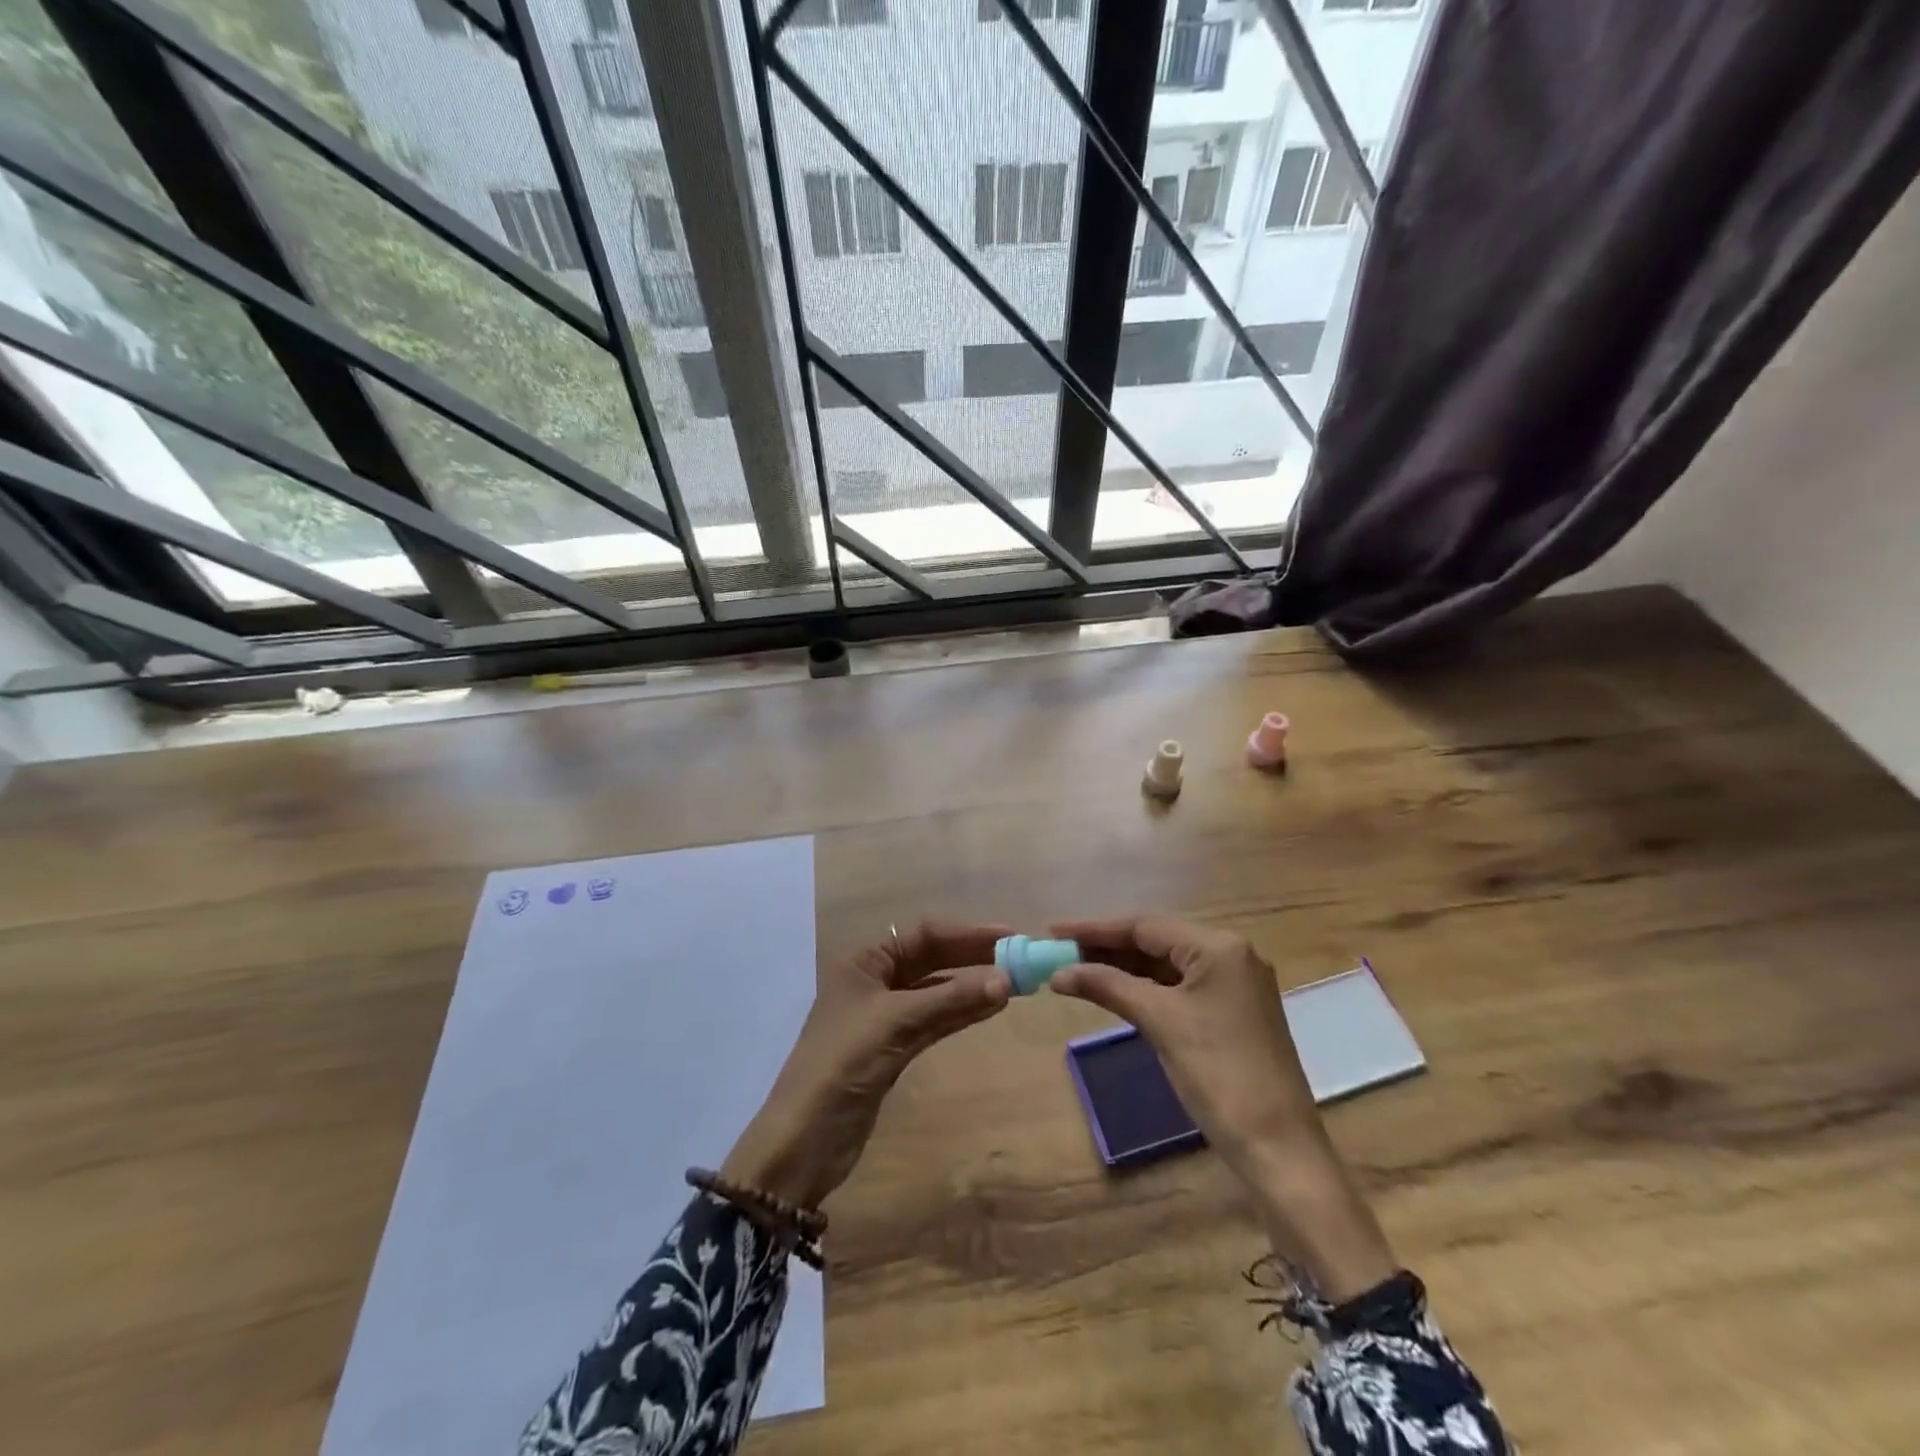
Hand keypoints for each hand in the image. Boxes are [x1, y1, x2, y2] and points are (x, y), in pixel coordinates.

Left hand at [721, 919, 1011, 1209]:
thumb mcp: (896, 1024)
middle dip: (973, 958)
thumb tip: (1005, 980)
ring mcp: (885, 1017)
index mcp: (865, 962)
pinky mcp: (894, 1049)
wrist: (804, 1140)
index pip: (925, 935)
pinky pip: (934, 1021)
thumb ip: (950, 1000)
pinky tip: (989, 1008)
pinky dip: (960, 1013)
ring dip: (971, 987)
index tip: (1010, 936)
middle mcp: (875, 982)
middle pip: (932, 960)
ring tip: (1014, 983)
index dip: (968, 934)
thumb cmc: (842, 1065)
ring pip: (936, 992)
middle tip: (1018, 959)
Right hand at [1051, 916, 1397, 1299]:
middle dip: (1108, 946)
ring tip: (1079, 969)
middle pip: (1157, 940)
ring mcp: (1235, 984)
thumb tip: (1060, 972)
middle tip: (1061, 951)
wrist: (1279, 1149)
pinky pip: (1180, 986)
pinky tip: (1116, 991)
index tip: (1054, 931)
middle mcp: (1231, 955)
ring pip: (1168, 963)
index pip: (1145, 925)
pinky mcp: (1233, 1011)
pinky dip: (1146, 987)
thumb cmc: (1218, 1075)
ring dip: (1125, 967)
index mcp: (1219, 947)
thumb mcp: (1160, 1022)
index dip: (1096, 929)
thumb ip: (1108, 986)